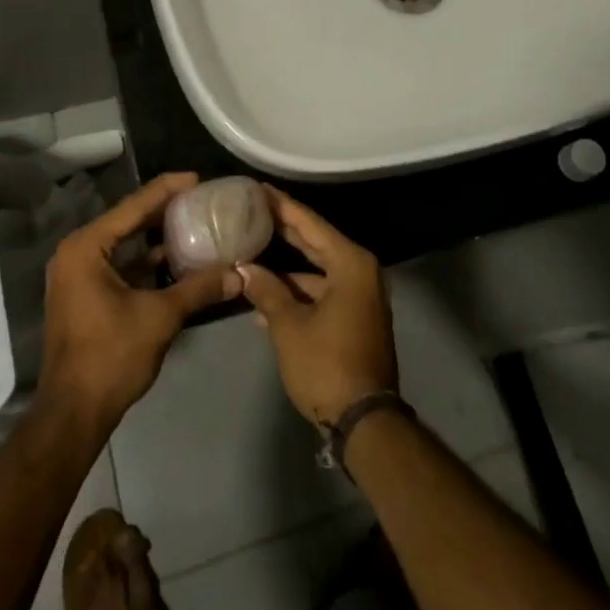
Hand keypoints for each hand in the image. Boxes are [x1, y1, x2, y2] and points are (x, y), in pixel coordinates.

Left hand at [38, 173, 242, 433]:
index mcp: (87, 248)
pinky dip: (146, 260)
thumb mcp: (160, 317)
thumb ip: (199, 288)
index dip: (167, 189)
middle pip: (127, 220)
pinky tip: (177, 259)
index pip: (133, 206)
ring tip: (194, 222)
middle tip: (201, 198)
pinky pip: (120, 264)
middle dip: (163, 209)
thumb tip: (239, 273)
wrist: (74, 413)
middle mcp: (77, 253)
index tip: (198, 178)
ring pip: (124, 244)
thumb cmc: (111, 356)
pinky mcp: (85, 295)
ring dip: (156, 235)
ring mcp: (78, 275)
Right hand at [239, 187, 396, 426]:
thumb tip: (245, 269)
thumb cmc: (326, 365)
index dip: (282, 205)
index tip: (259, 188)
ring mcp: (360, 295)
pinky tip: (265, 297)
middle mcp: (360, 271)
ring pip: (317, 269)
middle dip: (284, 229)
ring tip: (250, 253)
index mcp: (350, 263)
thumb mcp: (289, 326)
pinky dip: (298, 292)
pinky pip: (323, 291)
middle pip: (315, 242)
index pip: (310, 224)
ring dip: (286, 267)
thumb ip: (267, 291)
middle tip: (253, 210)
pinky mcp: (355, 317)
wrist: (364, 421)